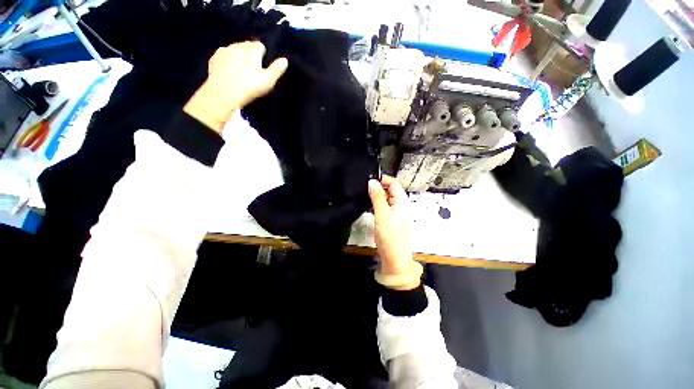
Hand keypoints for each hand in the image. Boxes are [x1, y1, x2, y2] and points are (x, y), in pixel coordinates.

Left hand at [184, 41, 288, 132]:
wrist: (224, 93)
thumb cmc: (249, 87)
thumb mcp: (267, 81)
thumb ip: (276, 70)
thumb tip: (285, 60)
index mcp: (252, 50)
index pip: (259, 46)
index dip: (262, 55)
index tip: (263, 64)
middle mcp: (238, 46)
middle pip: (246, 46)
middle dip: (250, 54)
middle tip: (253, 69)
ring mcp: (224, 51)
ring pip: (234, 49)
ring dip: (238, 56)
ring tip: (241, 69)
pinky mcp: (215, 58)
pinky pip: (223, 55)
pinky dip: (227, 60)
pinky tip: (229, 70)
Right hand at [368, 176, 420, 289]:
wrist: (394, 261)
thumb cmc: (391, 238)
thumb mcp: (383, 215)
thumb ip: (378, 198)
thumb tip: (372, 181)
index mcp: (401, 202)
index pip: (394, 183)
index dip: (383, 179)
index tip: (369, 181)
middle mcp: (399, 206)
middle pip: (389, 190)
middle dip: (378, 187)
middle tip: (363, 188)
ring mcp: (394, 214)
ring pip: (385, 199)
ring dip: (376, 196)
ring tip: (363, 196)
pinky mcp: (389, 221)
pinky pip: (382, 208)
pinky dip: (375, 205)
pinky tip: (367, 207)